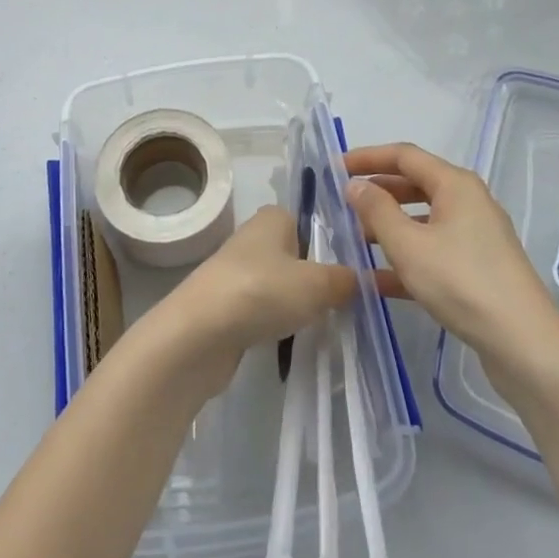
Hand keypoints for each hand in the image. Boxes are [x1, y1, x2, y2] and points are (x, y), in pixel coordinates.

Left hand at [154, 207, 362, 378]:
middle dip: (317, 278)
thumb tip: (359, 279)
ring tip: (320, 325)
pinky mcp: (227, 306)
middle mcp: (253, 237)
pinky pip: (263, 310)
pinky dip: (276, 324)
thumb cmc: (262, 292)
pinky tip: (290, 341)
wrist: (198, 334)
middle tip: (343, 302)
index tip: (355, 271)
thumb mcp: (317, 284)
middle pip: (297, 256)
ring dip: (296, 304)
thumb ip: (344, 280)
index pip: (311, 220)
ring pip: (280, 285)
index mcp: (273, 217)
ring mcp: (237, 272)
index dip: (332, 244)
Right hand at [346, 143, 558, 365]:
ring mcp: (476, 236)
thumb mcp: (408, 245)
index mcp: (455, 184)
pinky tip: (377, 280)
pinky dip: (406, 257)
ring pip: (423, 220)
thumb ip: (377, 210)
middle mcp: (468, 202)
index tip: (335, 167)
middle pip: (415, 184)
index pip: (404, 155)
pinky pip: (433, 250)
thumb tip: (355, 185)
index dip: (368, 158)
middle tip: (342, 204)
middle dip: (377, 192)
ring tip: (354, 240)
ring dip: (388, 227)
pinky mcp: (478, 268)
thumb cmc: (462, 282)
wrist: (524, 345)